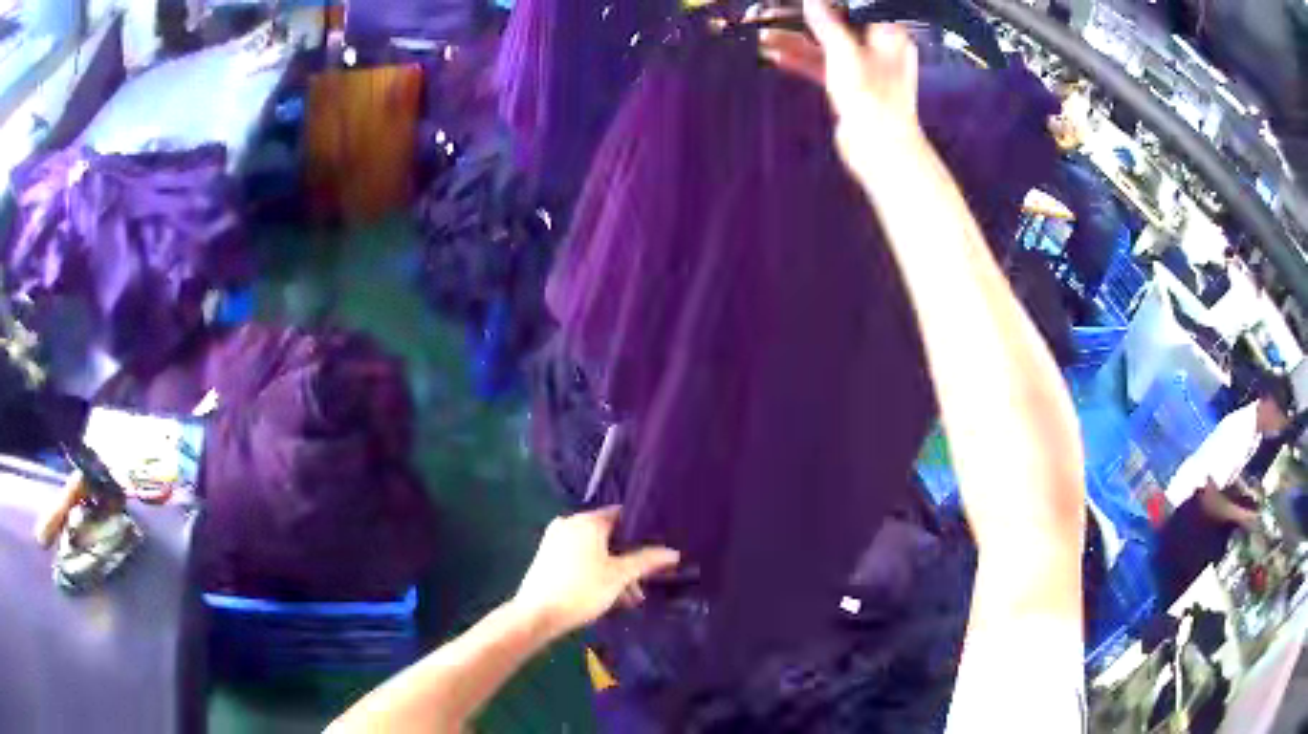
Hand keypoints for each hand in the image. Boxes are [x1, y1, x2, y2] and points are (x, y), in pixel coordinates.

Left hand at [513, 506, 679, 635]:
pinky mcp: (547, 558)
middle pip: (609, 537)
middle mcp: (569, 524)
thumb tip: (673, 552)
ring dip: (615, 572)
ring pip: (595, 551)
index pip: (621, 515)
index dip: (642, 531)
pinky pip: (580, 559)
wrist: (536, 614)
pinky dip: (596, 572)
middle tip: (645, 583)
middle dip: (629, 560)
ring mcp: (555, 541)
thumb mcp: (620, 576)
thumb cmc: (582, 589)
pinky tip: (609, 596)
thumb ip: (647, 561)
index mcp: (587, 521)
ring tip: (630, 599)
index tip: (657, 548)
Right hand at [759, 0, 922, 171]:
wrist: (880, 149)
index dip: (828, 4)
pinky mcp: (850, 87)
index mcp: (887, 34)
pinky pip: (822, 66)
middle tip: (771, 15)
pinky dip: (801, 60)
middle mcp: (877, 47)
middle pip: (836, 24)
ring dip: (795, 41)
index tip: (798, 3)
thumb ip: (827, 23)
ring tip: (763, 37)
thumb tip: (812, 1)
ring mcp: (863, 68)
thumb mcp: (845, 52)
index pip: (854, 8)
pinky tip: (775, 56)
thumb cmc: (872, 98)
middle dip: (802, 20)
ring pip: (825, 46)